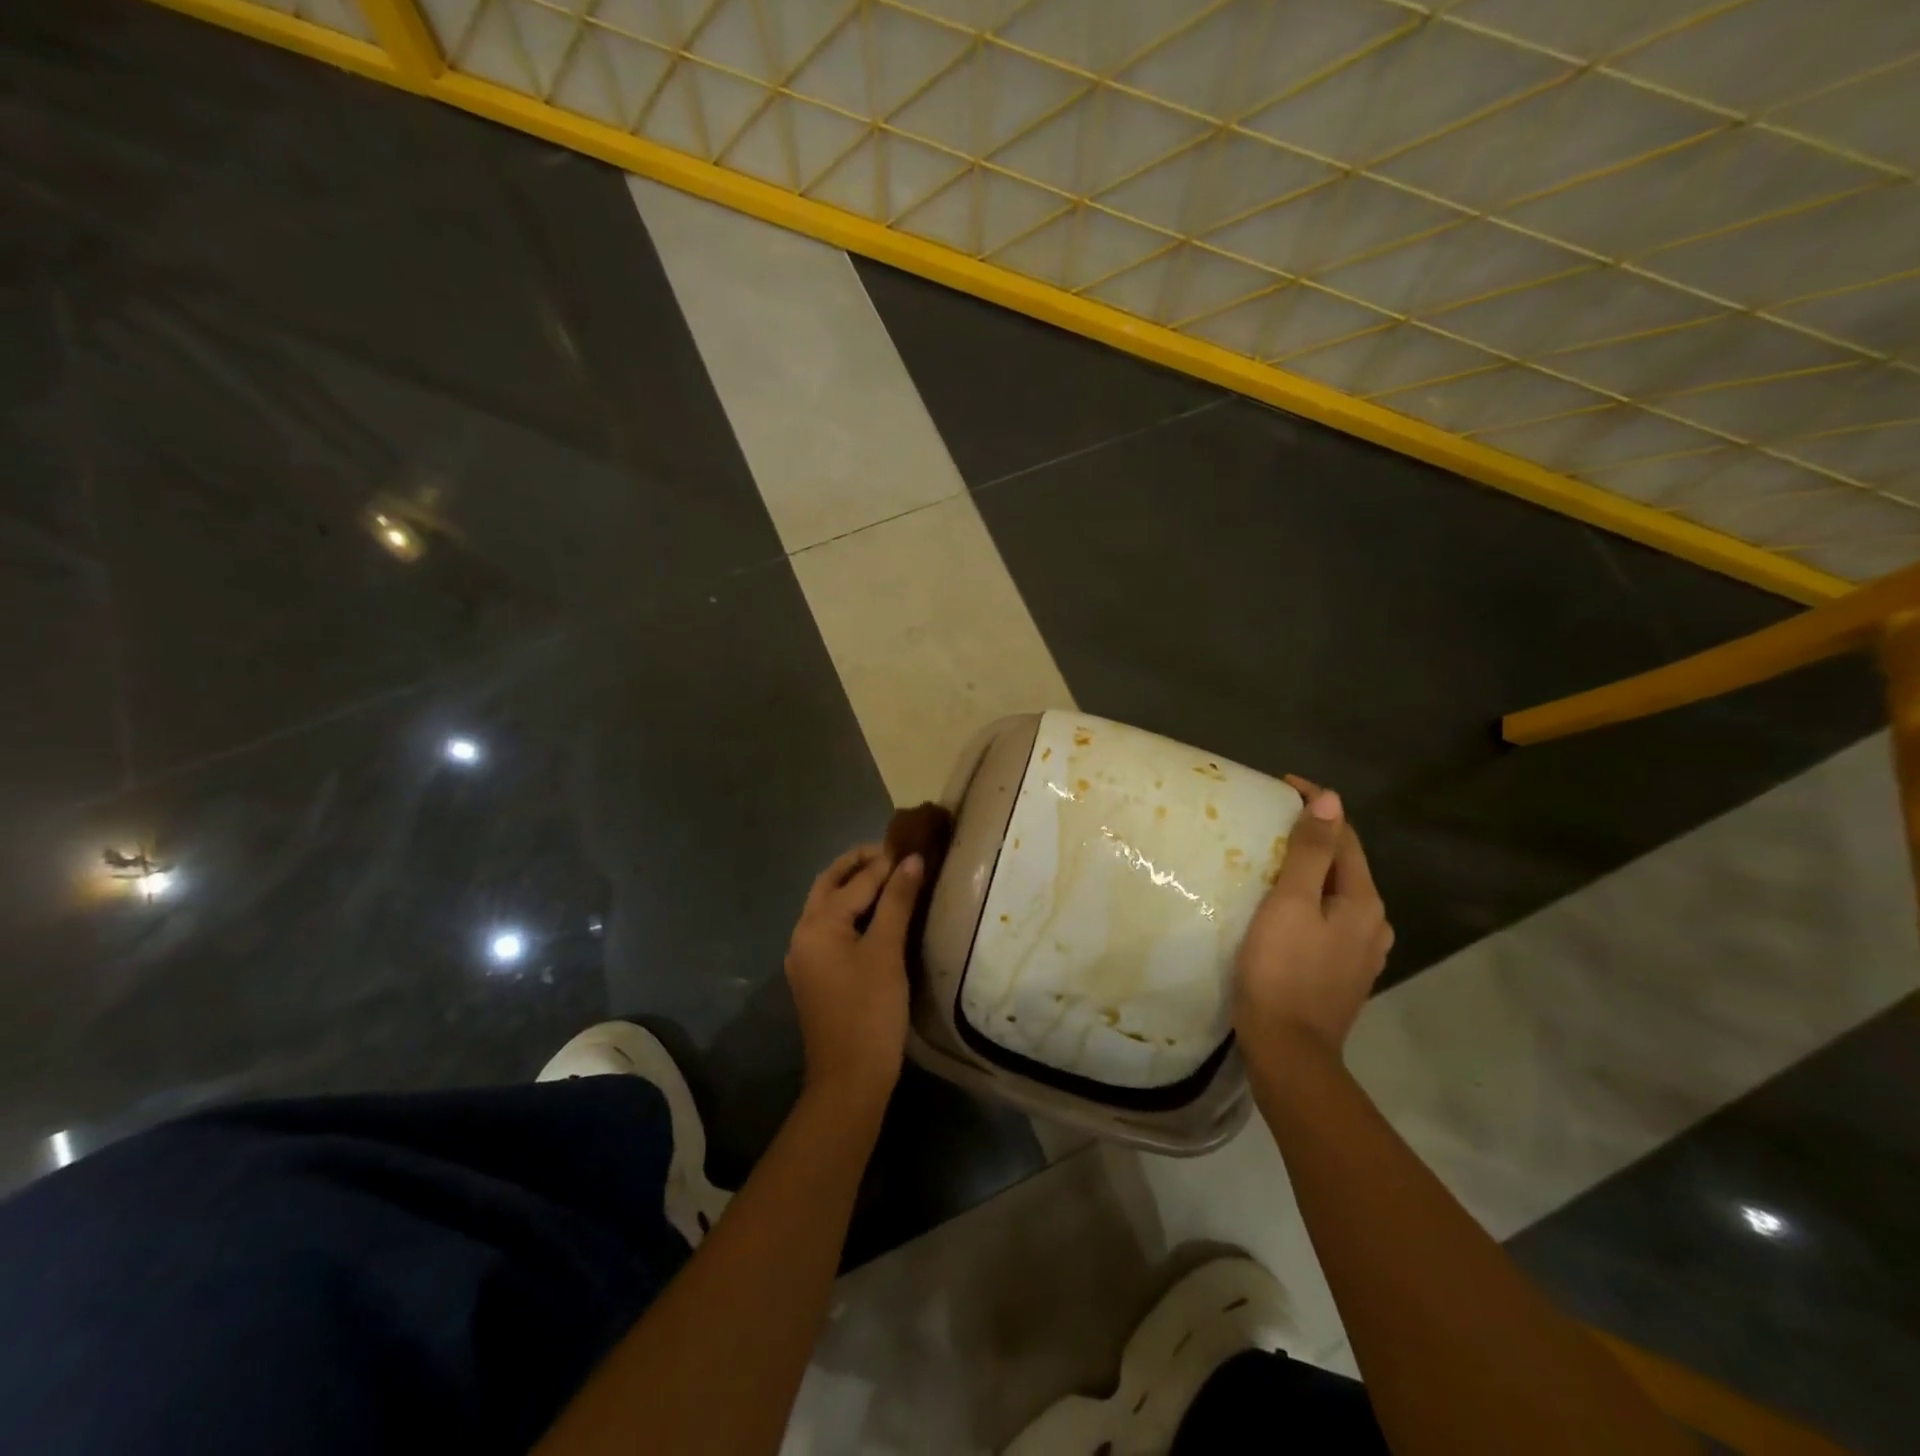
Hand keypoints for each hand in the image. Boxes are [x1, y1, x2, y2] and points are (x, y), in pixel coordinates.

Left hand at [784, 843, 923, 1103]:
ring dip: (854, 886)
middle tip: (895, 853)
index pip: (855, 881)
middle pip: (829, 885)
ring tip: (891, 876)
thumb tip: (911, 859)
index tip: (912, 843)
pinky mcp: (816, 974)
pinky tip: (879, 914)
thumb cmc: (870, 1011)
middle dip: (859, 865)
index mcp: (816, 924)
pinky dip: (852, 911)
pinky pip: (831, 928)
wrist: (850, 1080)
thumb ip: (898, 901)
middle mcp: (803, 934)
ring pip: (828, 906)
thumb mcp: (887, 951)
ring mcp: (806, 956)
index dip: (885, 862)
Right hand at [1234, 776, 1393, 1061]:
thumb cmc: (1282, 970)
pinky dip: (1309, 900)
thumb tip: (1330, 800)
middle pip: (1344, 863)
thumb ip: (1311, 852)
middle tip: (1268, 822)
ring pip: (1336, 893)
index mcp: (1363, 901)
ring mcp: (1361, 951)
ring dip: (1309, 869)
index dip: (1316, 806)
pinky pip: (1328, 919)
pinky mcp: (1342, 972)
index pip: (1345, 835)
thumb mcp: (1290, 903)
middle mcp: (1373, 923)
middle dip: (1312, 836)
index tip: (1279, 787)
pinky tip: (1283, 908)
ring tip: (1271, 861)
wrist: (1288, 1050)